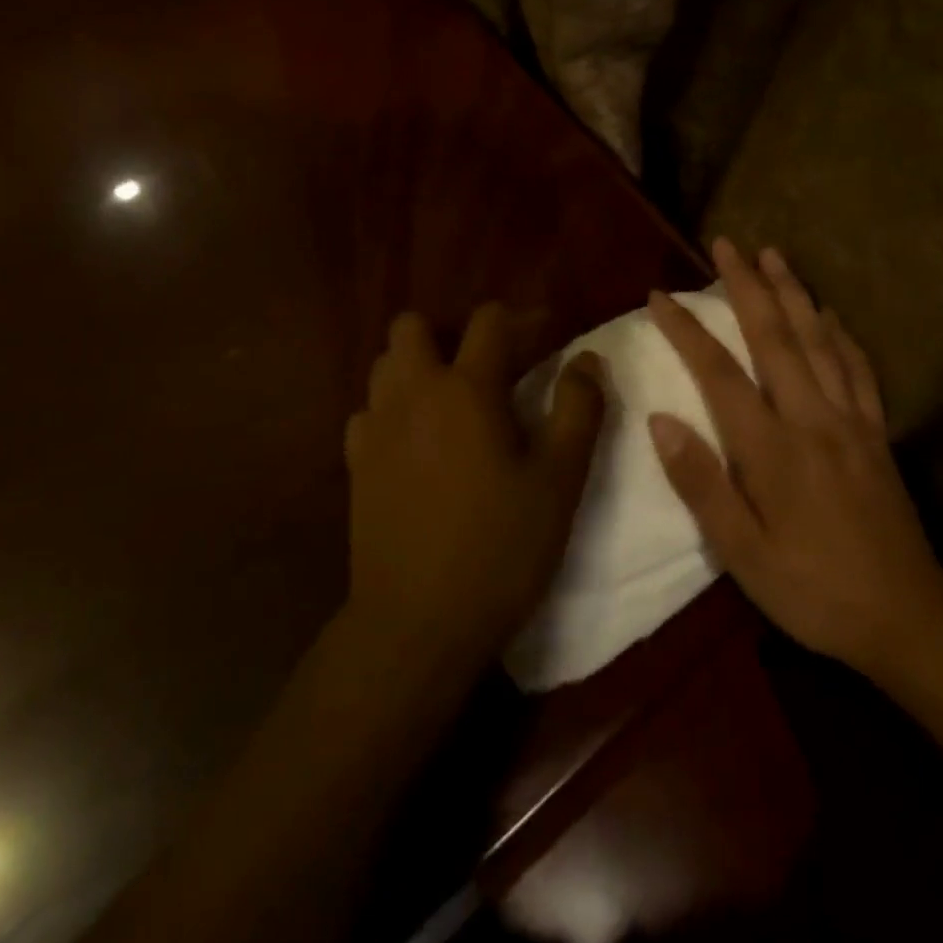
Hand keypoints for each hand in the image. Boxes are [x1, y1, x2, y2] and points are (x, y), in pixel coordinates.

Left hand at [344, 305, 605, 675]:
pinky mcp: (355, 463)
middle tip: (484, 368)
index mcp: (467, 389)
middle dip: (447, 333)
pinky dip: (391, 411)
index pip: (489, 321)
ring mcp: (376, 427)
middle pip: (411, 326)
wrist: (417, 623)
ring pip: (385, 365)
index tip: (547, 336)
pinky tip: (414, 443)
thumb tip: (587, 360)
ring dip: (416, 368)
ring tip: (449, 403)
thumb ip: (579, 410)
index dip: (522, 318)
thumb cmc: (500, 548)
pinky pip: (368, 411)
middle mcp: (413, 393)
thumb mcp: (559, 481)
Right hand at [646, 239, 942, 670]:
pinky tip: (829, 313)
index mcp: (772, 447)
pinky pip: (858, 369)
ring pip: (818, 340)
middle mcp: (811, 418)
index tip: (659, 296)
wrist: (906, 617)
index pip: (719, 372)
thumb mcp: (742, 553)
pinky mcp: (876, 432)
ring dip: (792, 292)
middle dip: (746, 286)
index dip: (686, 329)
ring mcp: (850, 420)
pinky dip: (841, 333)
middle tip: (725, 244)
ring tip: (773, 255)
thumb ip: (701, 484)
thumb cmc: (812, 589)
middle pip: (774, 337)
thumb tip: (660, 420)